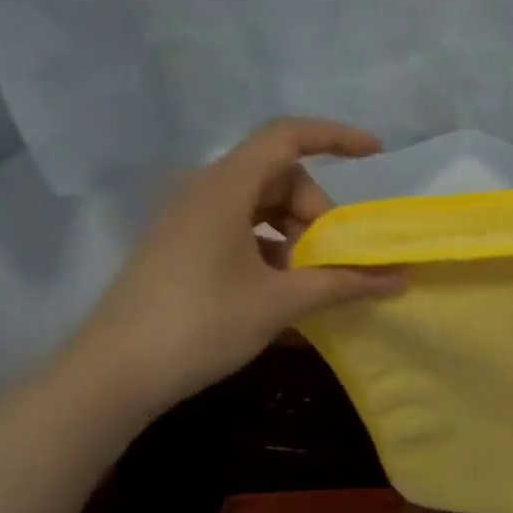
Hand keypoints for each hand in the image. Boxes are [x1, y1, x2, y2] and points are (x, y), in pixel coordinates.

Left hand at [64, 118, 404, 414]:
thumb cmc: (200, 325)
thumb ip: (343, 284)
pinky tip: (285, 295)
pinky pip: (242, 231)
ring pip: (262, 207)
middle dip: (317, 213)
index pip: (286, 137)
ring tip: (310, 284)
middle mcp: (203, 192)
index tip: (376, 154)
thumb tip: (400, 278)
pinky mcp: (183, 248)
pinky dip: (273, 252)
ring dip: (297, 237)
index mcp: (223, 189)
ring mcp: (189, 221)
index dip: (335, 138)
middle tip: (334, 261)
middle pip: (279, 177)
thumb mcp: (280, 302)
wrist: (112, 375)